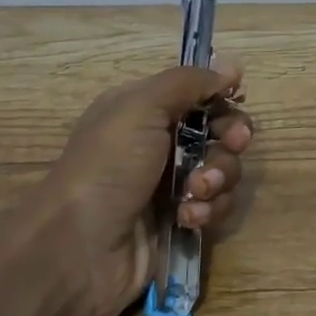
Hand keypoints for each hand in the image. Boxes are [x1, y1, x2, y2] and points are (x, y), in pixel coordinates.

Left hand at [42, 57, 251, 315]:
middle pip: (219, 131)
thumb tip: (231, 67)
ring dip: (218, 178)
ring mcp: (171, 185)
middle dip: (230, 138)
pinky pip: (216, 206)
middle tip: (231, 144)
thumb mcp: (141, 107)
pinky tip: (187, 218)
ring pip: (223, 170)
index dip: (221, 98)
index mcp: (145, 111)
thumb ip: (188, 82)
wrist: (79, 248)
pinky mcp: (180, 221)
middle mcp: (159, 143)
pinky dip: (208, 210)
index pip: (198, 94)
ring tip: (194, 193)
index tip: (236, 100)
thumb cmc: (108, 167)